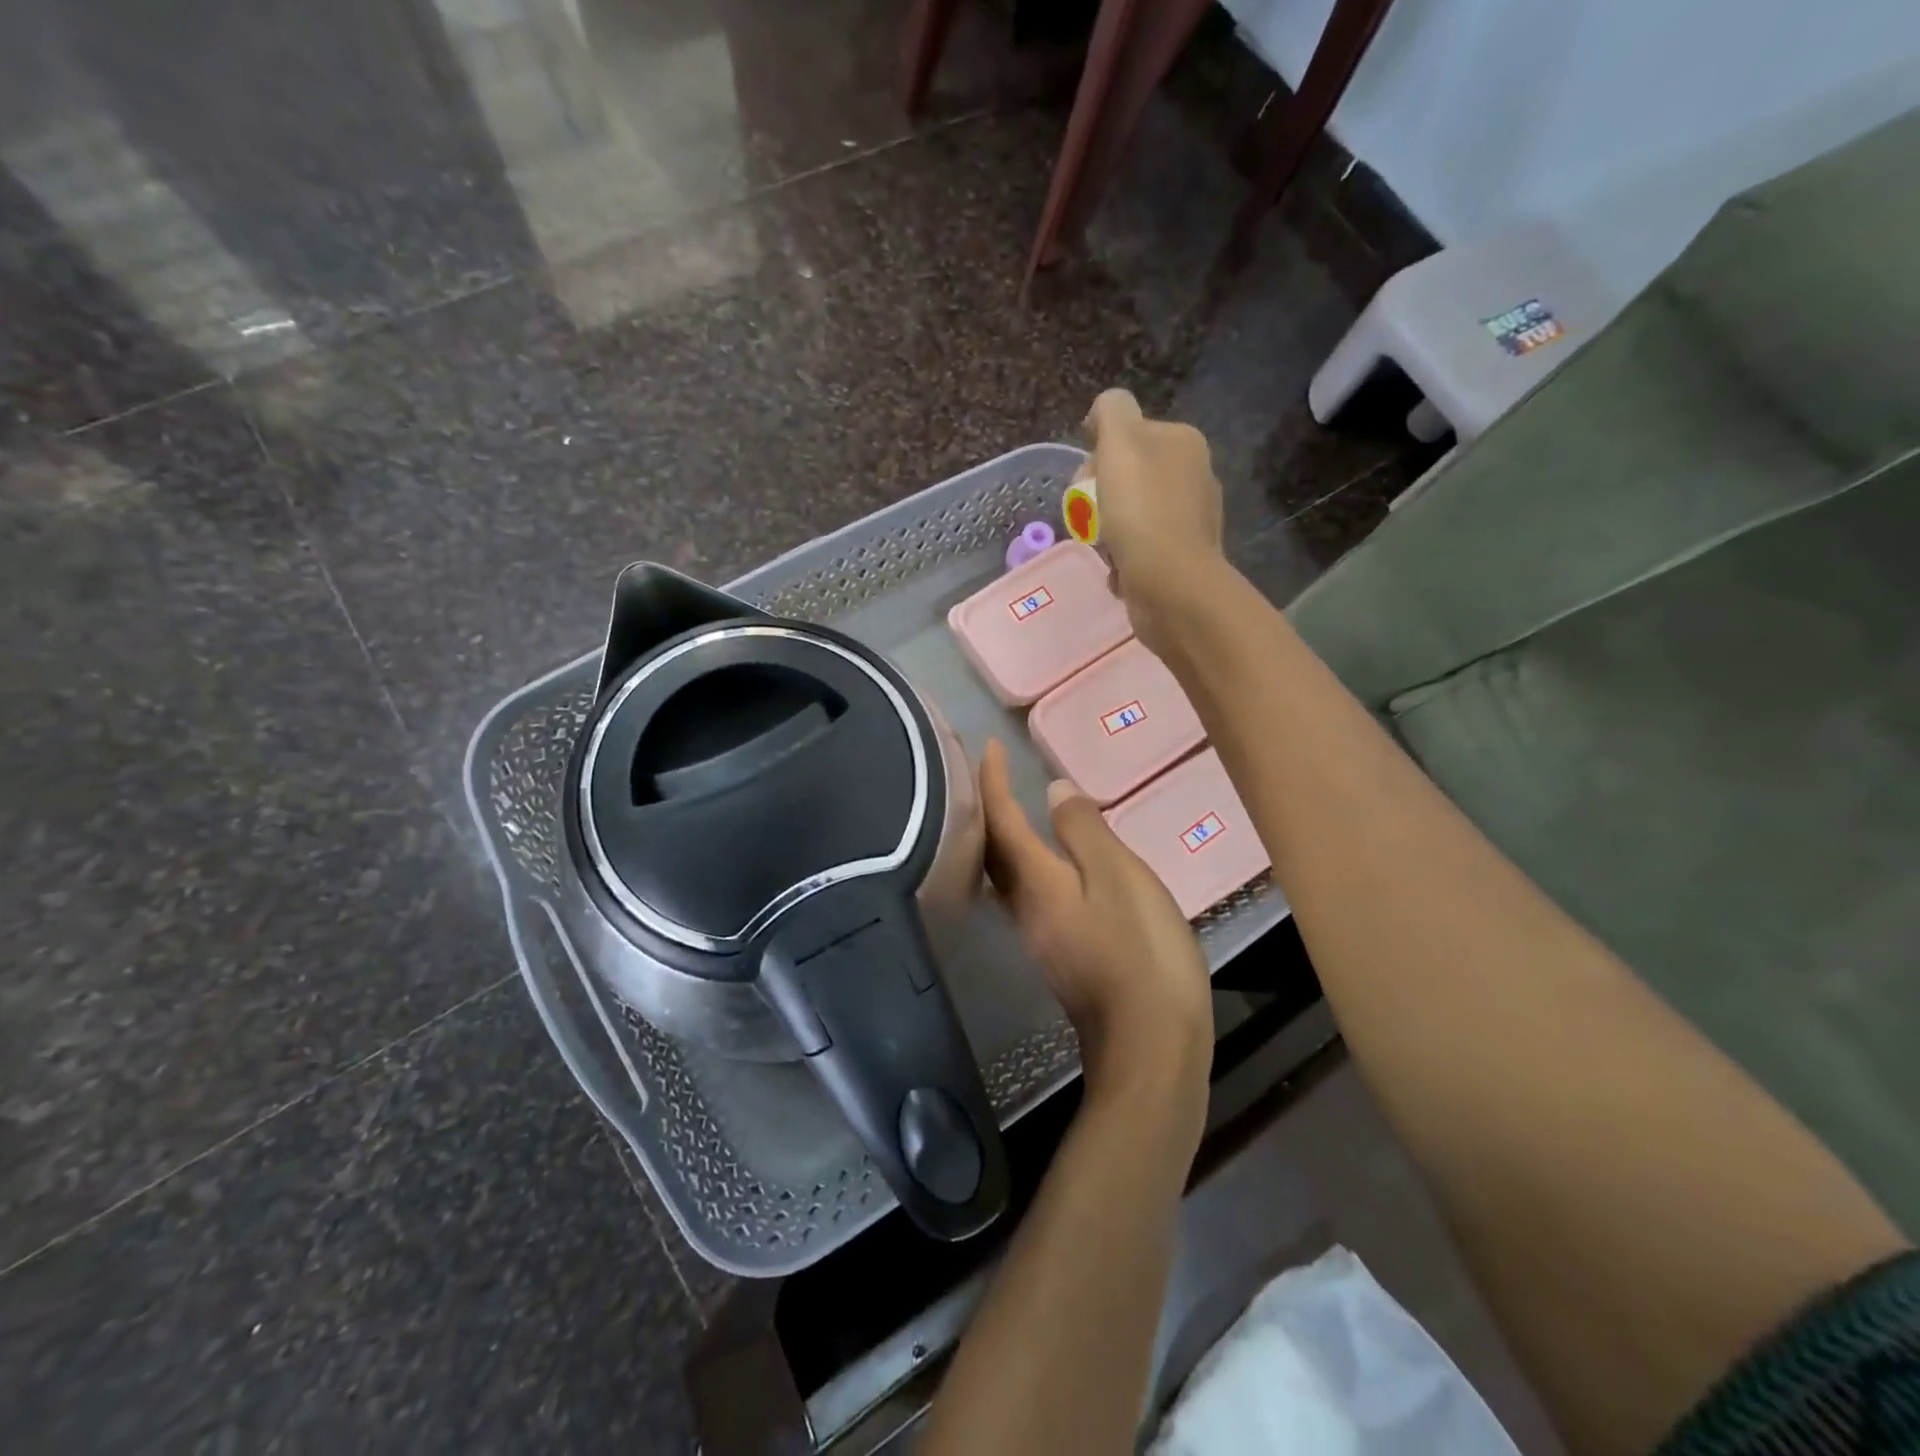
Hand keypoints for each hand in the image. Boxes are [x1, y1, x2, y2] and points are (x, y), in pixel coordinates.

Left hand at [979, 740, 1211, 1116]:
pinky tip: (1050, 862)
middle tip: (991, 774)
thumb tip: (1051, 791)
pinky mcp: (1059, 953)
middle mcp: (1024, 907)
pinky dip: (1027, 865)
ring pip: (1006, 875)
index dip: (991, 781)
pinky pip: (1028, 894)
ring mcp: (1039, 935)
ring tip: (1012, 808)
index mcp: (1035, 882)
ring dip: (1002, 838)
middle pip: (992, 850)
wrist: (1150, 1046)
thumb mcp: (1120, 878)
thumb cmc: (1140, 952)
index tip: (988, 747)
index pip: (1000, 821)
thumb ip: (1084, 832)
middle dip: (986, 808)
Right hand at [1082, 389, 1225, 656]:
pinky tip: (1117, 571)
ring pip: (1130, 516)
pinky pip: (1140, 551)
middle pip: (1126, 477)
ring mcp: (1190, 520)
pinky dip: (1123, 561)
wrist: (1171, 585)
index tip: (1086, 483)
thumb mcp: (1120, 443)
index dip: (1097, 458)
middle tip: (1091, 520)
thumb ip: (1110, 412)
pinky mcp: (1182, 558)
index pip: (1126, 436)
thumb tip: (1102, 414)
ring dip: (1108, 533)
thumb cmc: (1141, 511)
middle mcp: (1193, 475)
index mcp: (1183, 442)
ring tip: (1103, 549)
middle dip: (1099, 498)